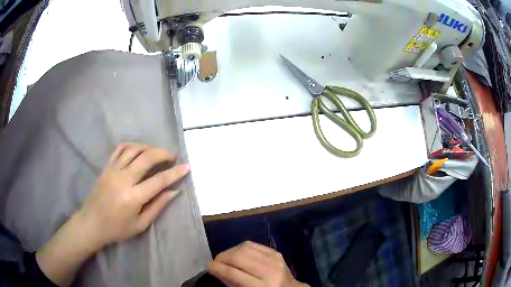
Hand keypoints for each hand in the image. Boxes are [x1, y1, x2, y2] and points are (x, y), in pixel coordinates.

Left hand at [76, 143, 189, 247]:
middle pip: (146, 158)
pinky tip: (138, 149)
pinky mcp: (106, 167)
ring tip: (157, 152)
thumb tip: (174, 191)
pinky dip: (131, 145)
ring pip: (133, 149)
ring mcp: (113, 170)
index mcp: (133, 197)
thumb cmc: (117, 228)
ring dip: (148, 147)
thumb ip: (157, 206)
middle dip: (163, 154)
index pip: (159, 180)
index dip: (175, 173)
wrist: (92, 223)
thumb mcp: (140, 224)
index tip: (187, 166)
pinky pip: (119, 149)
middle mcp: (123, 179)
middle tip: (173, 155)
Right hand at [208, 241, 307, 286]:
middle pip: (239, 257)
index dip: (218, 268)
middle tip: (215, 262)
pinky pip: (253, 244)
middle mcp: (269, 271)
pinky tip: (236, 254)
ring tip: (224, 258)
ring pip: (244, 248)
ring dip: (230, 252)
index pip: (234, 273)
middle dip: (222, 258)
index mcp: (262, 286)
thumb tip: (214, 268)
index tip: (208, 266)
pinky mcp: (275, 252)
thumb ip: (230, 282)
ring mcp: (274, 259)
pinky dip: (240, 248)